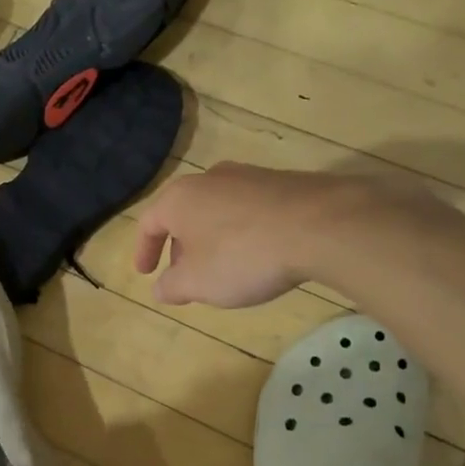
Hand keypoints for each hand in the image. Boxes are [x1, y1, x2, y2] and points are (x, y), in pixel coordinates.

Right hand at [134, 164, 357, 307]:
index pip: (149, 223)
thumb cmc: (243, 255)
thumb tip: (160, 288)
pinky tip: (259, 255)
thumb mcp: (198, 282)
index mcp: (179, 198)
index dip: (144, 251)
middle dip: (181, 247)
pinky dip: (243, 232)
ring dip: (213, 239)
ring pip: (217, 210)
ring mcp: (249, 176)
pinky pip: (249, 210)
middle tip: (186, 276)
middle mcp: (209, 179)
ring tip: (224, 268)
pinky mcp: (283, 183)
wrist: (320, 225)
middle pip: (184, 214)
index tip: (146, 273)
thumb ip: (172, 286)